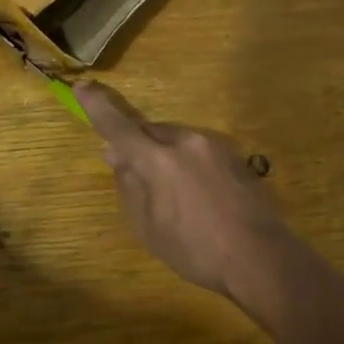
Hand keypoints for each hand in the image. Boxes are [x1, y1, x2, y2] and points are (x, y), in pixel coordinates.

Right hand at [76, 83, 293, 299]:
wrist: (261, 257)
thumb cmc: (196, 250)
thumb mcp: (148, 228)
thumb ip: (129, 186)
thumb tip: (117, 155)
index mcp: (158, 160)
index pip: (118, 127)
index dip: (97, 107)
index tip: (82, 86)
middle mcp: (186, 141)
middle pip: (150, 131)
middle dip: (137, 144)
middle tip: (132, 171)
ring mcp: (214, 145)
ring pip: (176, 139)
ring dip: (165, 155)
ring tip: (173, 194)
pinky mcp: (235, 155)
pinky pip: (199, 150)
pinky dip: (188, 163)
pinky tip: (198, 195)